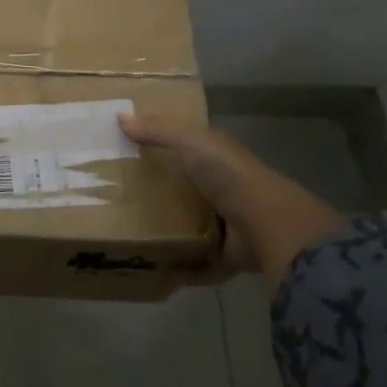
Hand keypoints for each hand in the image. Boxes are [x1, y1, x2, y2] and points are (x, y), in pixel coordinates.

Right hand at [120, 117, 345, 285]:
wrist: (266, 223)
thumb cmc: (227, 174)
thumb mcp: (189, 141)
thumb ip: (157, 130)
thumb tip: (120, 117)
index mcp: (218, 159)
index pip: (189, 149)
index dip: (165, 148)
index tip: (132, 153)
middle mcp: (225, 190)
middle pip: (188, 190)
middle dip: (161, 195)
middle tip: (122, 199)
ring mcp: (229, 225)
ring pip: (194, 227)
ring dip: (171, 233)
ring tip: (134, 236)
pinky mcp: (229, 257)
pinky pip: (200, 264)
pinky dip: (183, 270)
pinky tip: (157, 270)